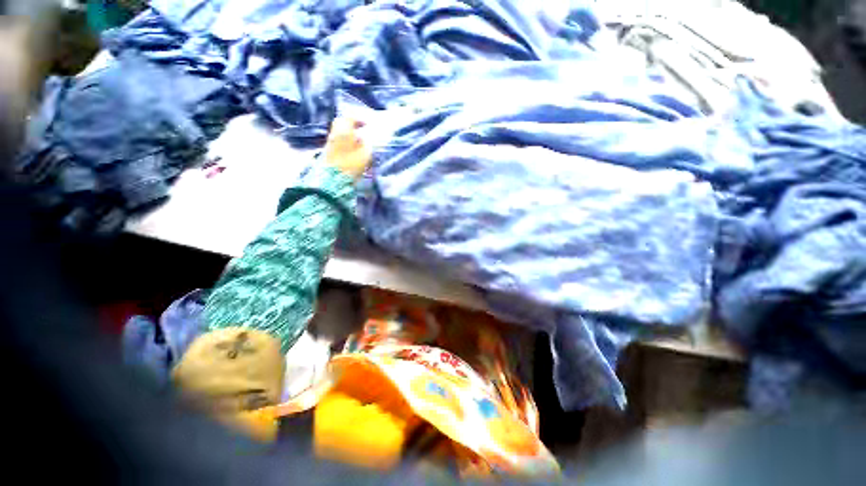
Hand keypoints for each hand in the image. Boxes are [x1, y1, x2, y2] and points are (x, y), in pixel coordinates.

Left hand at [324, 118, 370, 180]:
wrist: (335, 178)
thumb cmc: (352, 165)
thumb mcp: (365, 153)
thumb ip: (366, 143)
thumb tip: (365, 137)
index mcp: (344, 130)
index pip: (350, 118)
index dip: (359, 120)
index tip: (367, 125)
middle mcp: (335, 132)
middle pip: (342, 122)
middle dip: (351, 124)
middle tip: (360, 129)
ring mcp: (330, 141)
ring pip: (338, 130)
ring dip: (347, 132)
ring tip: (357, 139)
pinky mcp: (328, 149)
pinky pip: (337, 138)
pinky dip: (344, 139)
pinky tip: (351, 147)